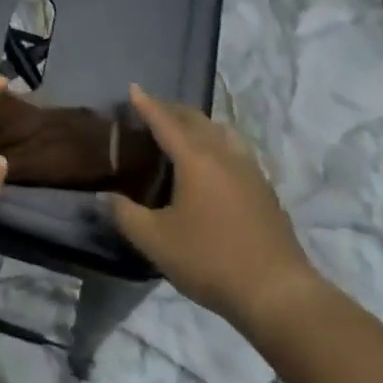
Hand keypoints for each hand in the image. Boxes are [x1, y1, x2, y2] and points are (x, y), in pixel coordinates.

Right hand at [109, 86, 324, 339]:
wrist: (279, 294)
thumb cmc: (211, 260)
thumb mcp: (156, 241)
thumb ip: (125, 214)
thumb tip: (104, 196)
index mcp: (195, 158)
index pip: (165, 121)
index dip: (147, 104)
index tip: (133, 88)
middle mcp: (223, 154)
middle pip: (196, 120)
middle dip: (172, 110)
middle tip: (151, 110)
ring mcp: (249, 170)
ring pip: (221, 131)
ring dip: (198, 124)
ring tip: (183, 131)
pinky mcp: (265, 189)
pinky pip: (235, 149)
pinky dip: (217, 142)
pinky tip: (214, 163)